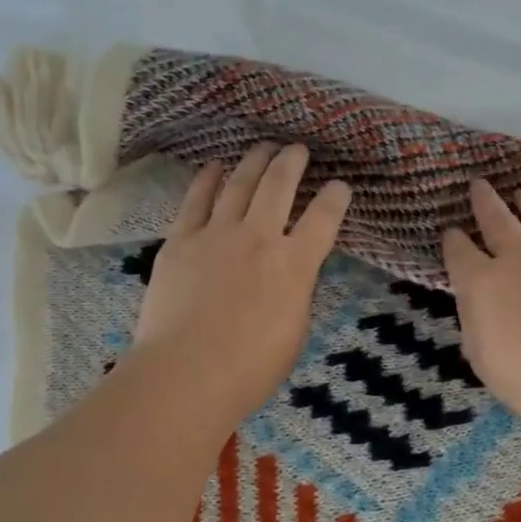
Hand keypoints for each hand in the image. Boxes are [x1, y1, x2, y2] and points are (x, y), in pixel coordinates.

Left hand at [130, 143, 352, 425]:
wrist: (186, 374)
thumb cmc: (249, 370)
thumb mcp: (294, 333)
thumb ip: (296, 294)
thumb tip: (291, 274)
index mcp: (295, 265)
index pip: (324, 219)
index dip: (335, 198)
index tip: (339, 186)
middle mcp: (259, 238)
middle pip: (279, 186)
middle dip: (292, 162)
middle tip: (297, 149)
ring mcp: (216, 235)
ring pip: (239, 184)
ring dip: (254, 161)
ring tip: (263, 147)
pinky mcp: (180, 241)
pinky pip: (196, 200)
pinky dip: (207, 179)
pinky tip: (214, 166)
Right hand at [442, 180, 520, 444]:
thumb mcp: (487, 363)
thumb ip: (476, 326)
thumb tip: (479, 305)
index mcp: (482, 284)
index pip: (459, 253)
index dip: (453, 241)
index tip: (451, 232)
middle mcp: (517, 255)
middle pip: (495, 218)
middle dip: (483, 200)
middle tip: (478, 185)